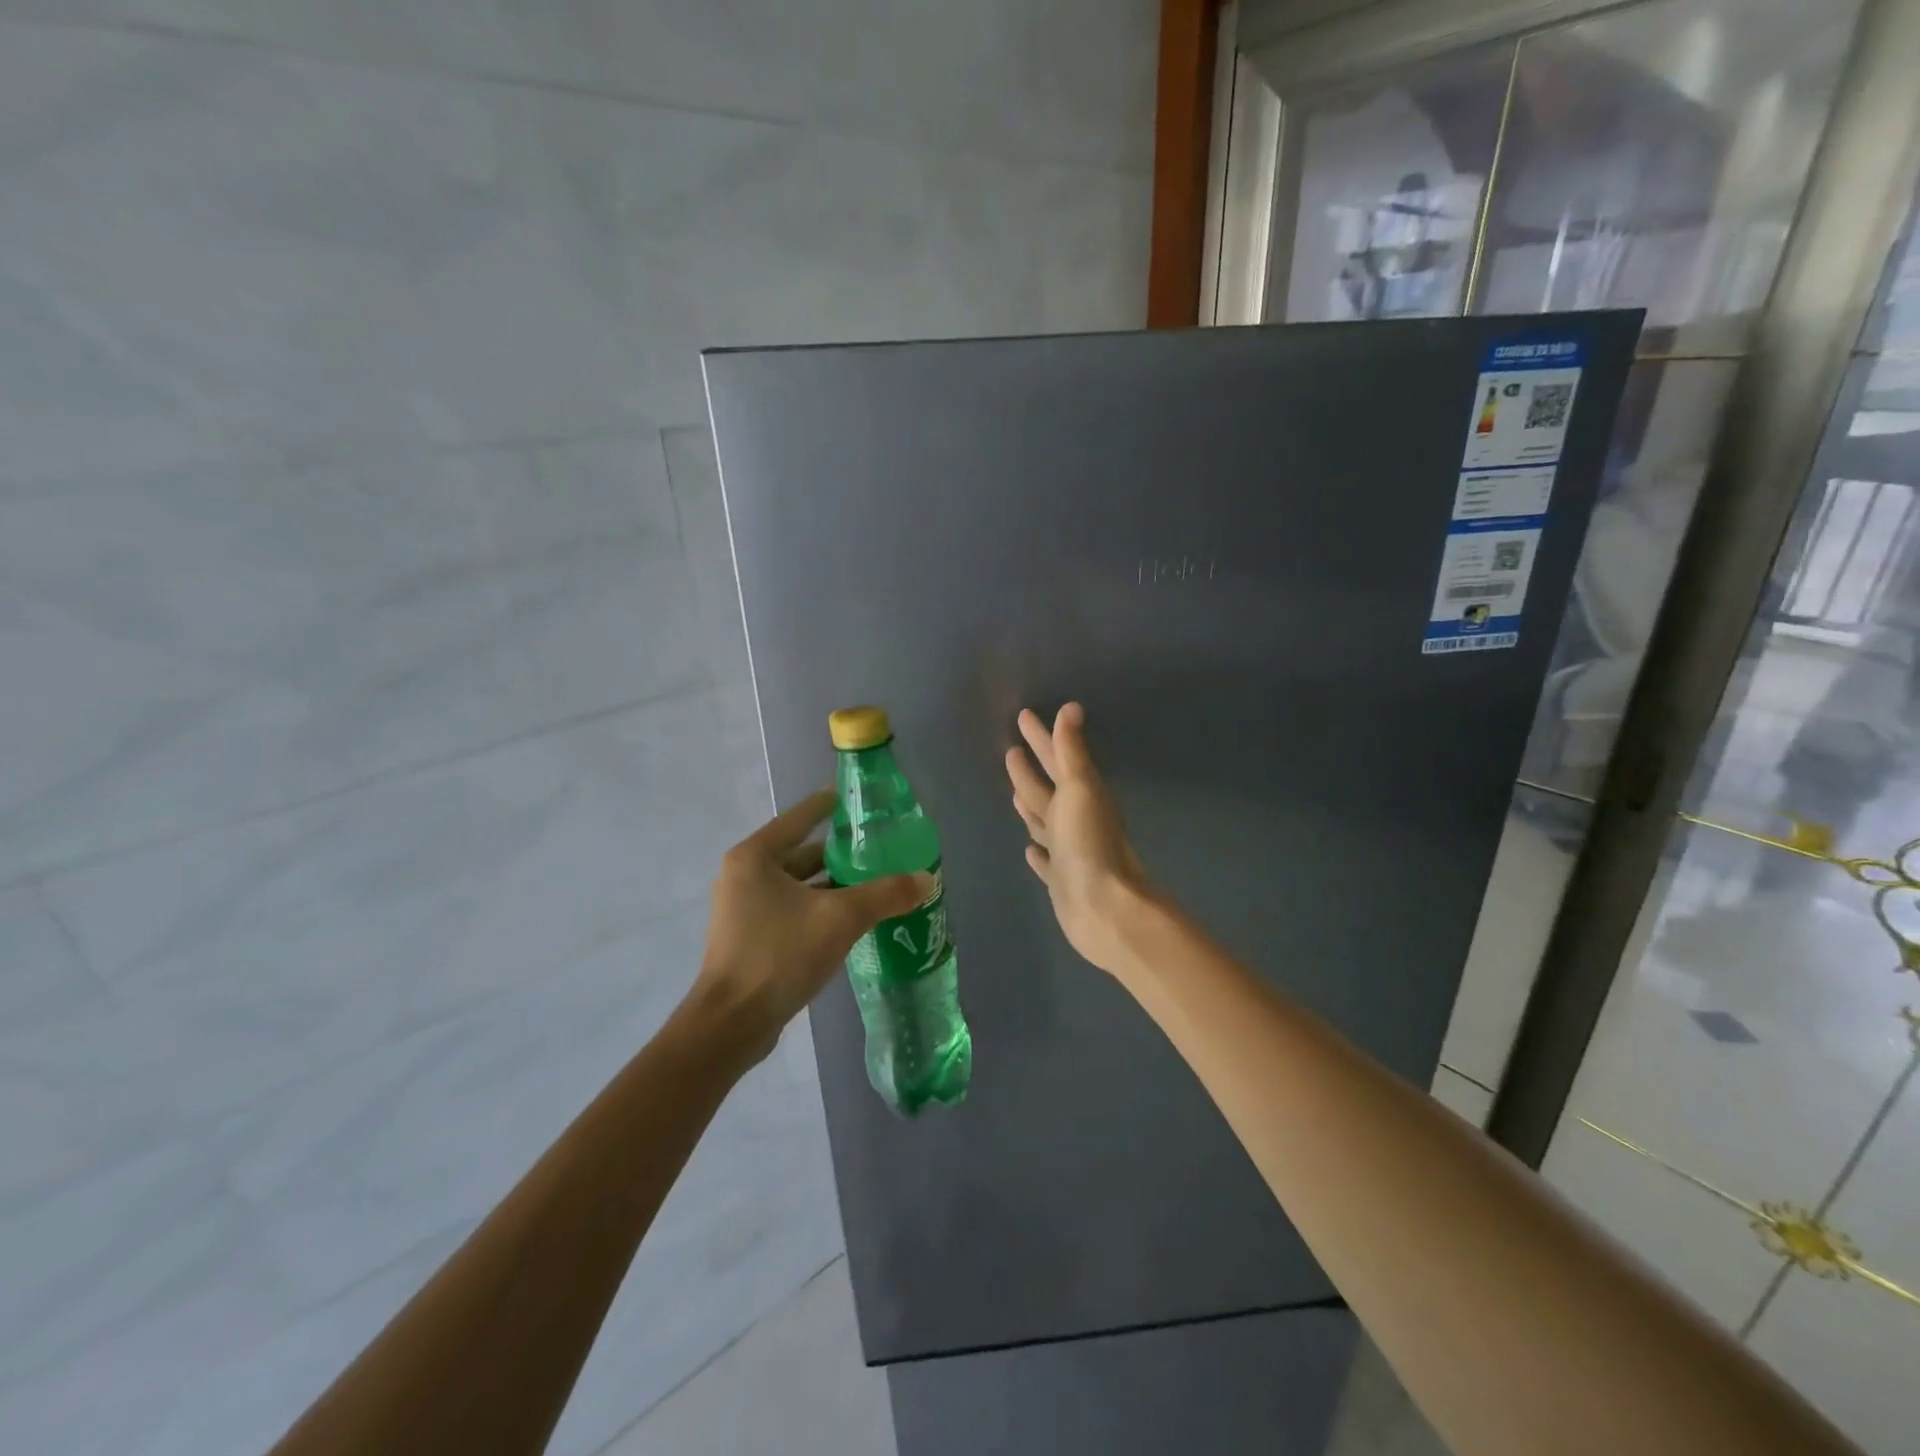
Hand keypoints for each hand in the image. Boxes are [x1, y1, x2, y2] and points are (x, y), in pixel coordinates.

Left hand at [694, 789, 932, 1062]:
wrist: (732, 1024)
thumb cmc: (779, 955)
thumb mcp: (840, 918)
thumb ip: (885, 894)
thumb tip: (927, 879)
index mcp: (755, 856)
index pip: (801, 817)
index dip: (831, 805)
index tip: (860, 800)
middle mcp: (745, 875)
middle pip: (801, 852)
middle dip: (840, 852)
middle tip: (880, 848)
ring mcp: (744, 908)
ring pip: (798, 885)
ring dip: (833, 884)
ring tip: (875, 882)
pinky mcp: (750, 938)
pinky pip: (793, 910)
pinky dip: (820, 908)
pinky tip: (853, 918)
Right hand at [1005, 703, 1149, 976]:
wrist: (1103, 909)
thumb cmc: (1089, 844)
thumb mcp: (1079, 789)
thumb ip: (1071, 751)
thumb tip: (1071, 707)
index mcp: (1080, 796)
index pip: (1056, 758)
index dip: (1041, 737)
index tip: (1024, 716)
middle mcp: (1075, 820)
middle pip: (1048, 787)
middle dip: (1031, 768)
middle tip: (1012, 749)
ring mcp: (1068, 850)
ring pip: (1044, 821)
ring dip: (1031, 805)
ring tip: (1014, 792)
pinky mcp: (1060, 879)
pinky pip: (1045, 859)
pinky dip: (1037, 852)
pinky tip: (1028, 849)